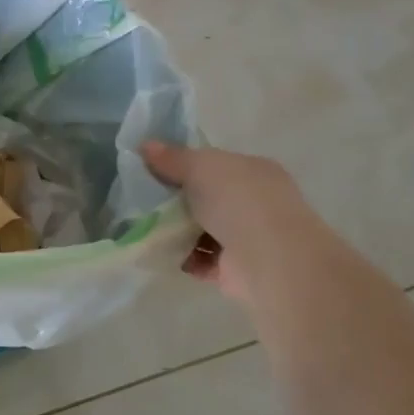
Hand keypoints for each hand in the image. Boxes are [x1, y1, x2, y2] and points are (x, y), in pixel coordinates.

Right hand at [142, 142, 315, 302]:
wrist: (268, 259)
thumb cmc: (237, 201)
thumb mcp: (199, 166)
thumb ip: (172, 158)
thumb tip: (146, 145)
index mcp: (255, 171)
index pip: (217, 164)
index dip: (186, 165)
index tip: (155, 170)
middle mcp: (257, 202)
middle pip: (209, 197)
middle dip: (179, 200)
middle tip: (146, 200)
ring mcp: (250, 237)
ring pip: (204, 229)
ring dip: (179, 231)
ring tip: (149, 228)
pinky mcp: (238, 269)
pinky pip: (204, 259)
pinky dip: (187, 258)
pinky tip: (166, 253)